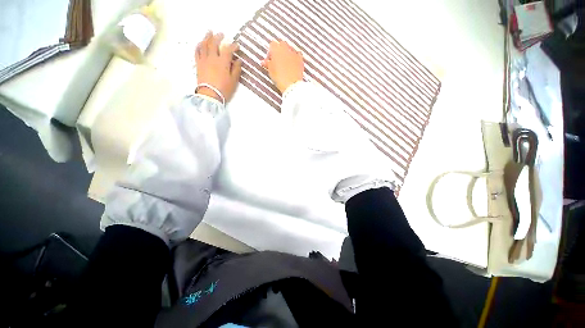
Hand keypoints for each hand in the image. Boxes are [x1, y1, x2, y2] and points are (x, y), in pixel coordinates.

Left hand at [195, 31, 241, 102]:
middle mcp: (212, 58)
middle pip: (214, 43)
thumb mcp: (234, 81)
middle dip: (218, 37)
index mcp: (223, 62)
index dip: (233, 46)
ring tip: (209, 32)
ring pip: (204, 45)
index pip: (228, 50)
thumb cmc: (224, 89)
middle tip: (221, 34)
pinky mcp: (198, 64)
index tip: (237, 45)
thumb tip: (239, 61)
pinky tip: (200, 43)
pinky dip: (199, 46)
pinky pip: (197, 52)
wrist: (210, 95)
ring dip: (207, 37)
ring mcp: (204, 60)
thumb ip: (236, 69)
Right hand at [262, 41, 303, 93]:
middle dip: (279, 51)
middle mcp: (286, 48)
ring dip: (287, 53)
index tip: (269, 60)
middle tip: (276, 61)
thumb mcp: (271, 71)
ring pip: (290, 48)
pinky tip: (293, 63)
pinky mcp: (300, 59)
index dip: (270, 52)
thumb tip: (264, 61)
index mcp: (276, 49)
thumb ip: (267, 64)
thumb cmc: (280, 78)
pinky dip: (294, 57)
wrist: (292, 85)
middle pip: (281, 44)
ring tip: (285, 63)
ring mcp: (294, 53)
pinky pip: (297, 54)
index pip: (272, 45)